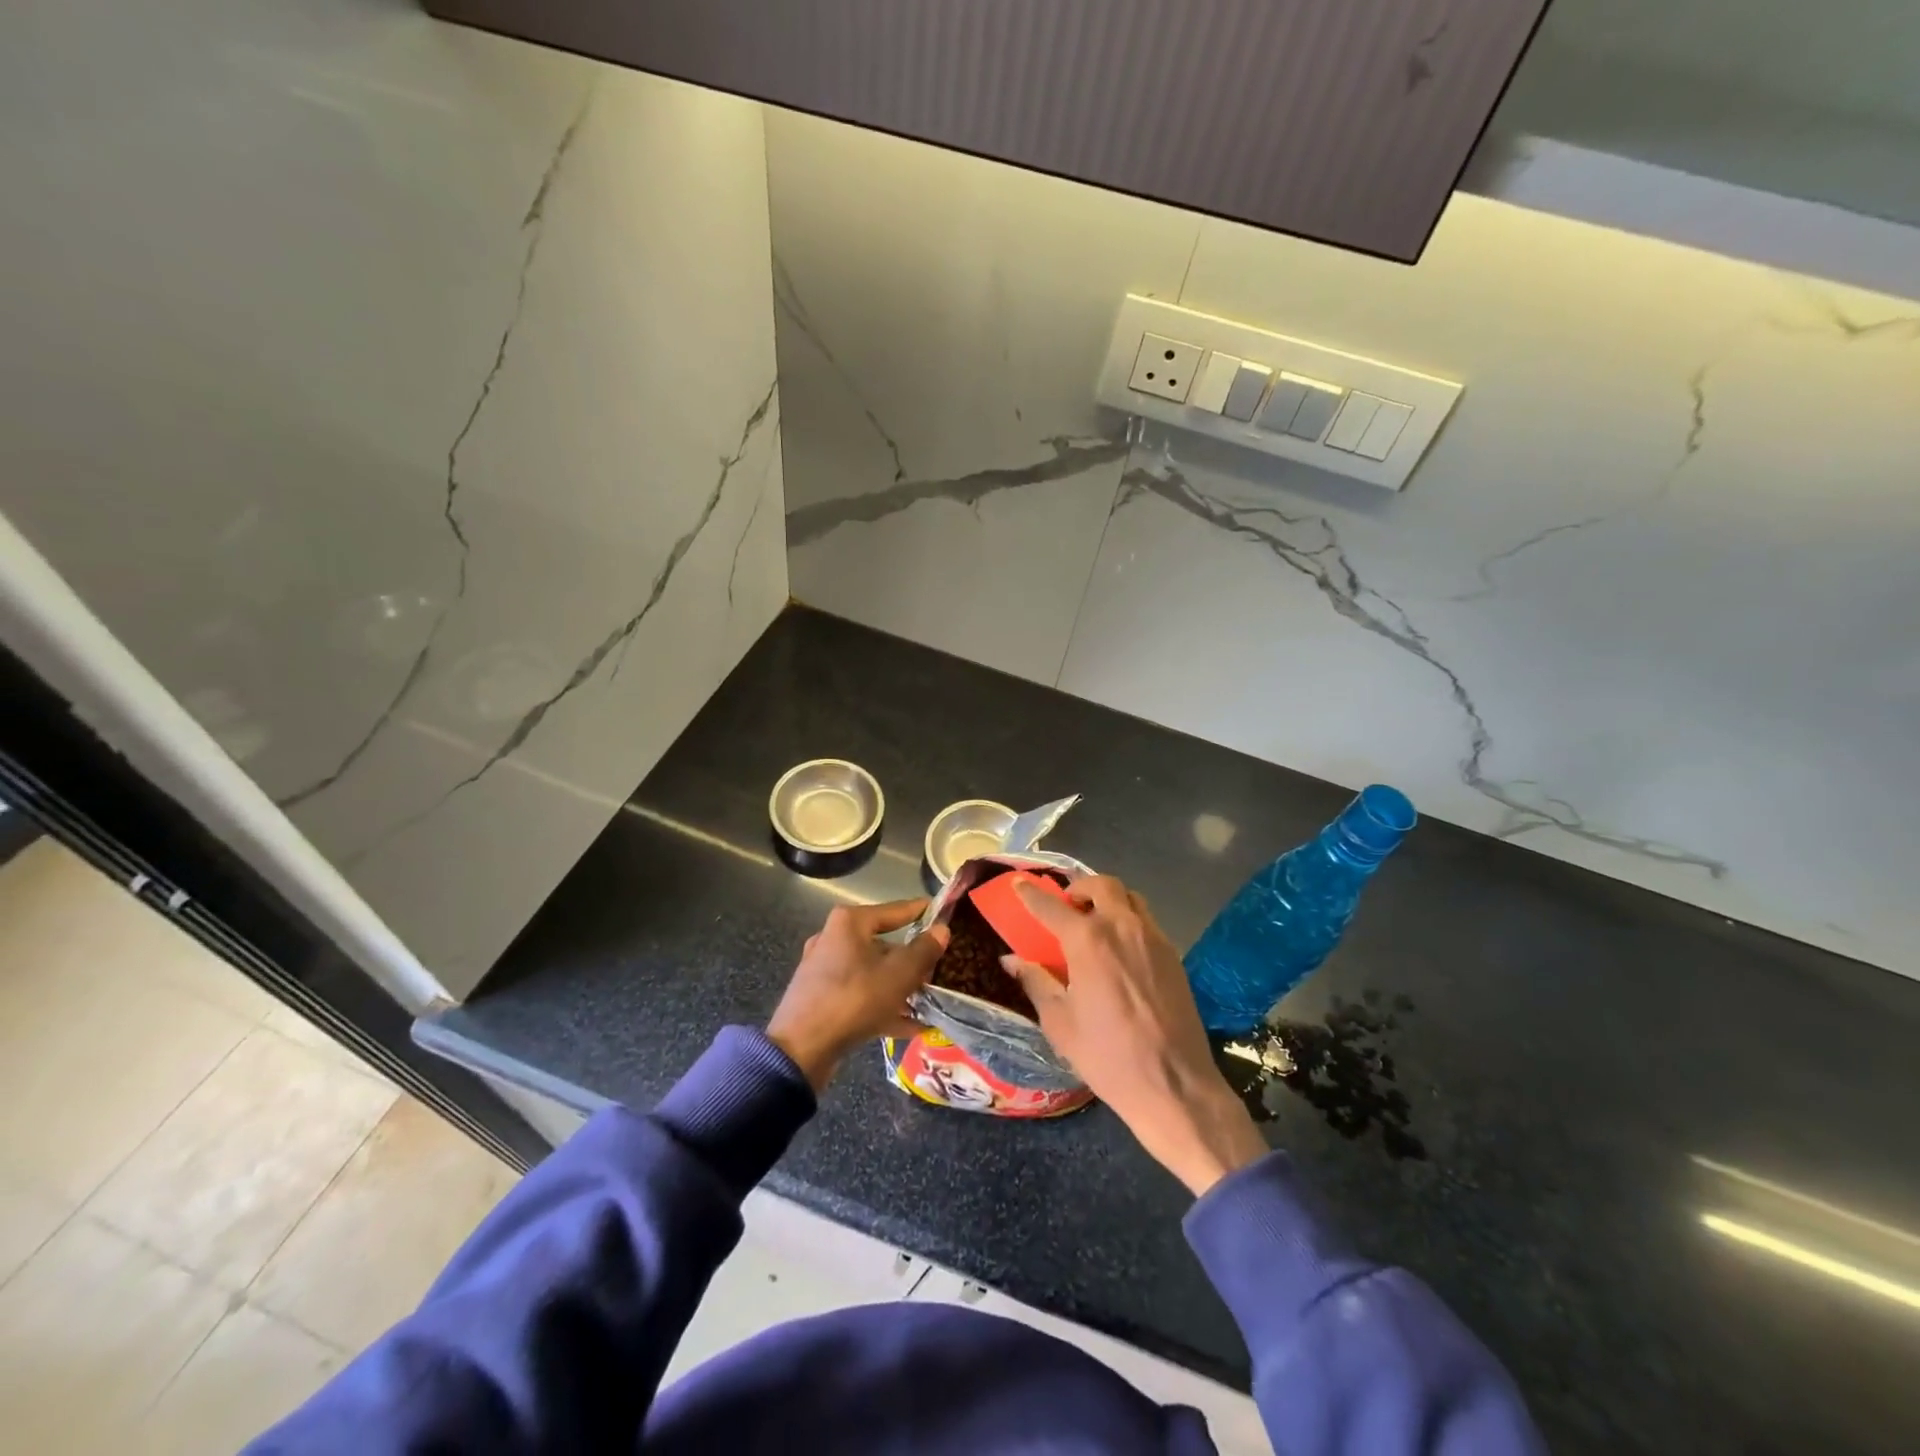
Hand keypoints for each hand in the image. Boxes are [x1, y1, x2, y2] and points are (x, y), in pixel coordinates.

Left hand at [768, 899, 949, 1090]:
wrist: (800, 1050)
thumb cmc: (854, 999)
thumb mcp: (899, 974)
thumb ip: (924, 950)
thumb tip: (942, 929)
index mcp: (850, 923)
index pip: (895, 910)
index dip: (921, 912)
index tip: (943, 914)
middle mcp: (834, 939)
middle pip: (884, 944)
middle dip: (913, 961)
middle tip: (939, 970)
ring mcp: (825, 970)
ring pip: (873, 973)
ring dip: (900, 987)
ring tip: (929, 1001)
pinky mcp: (822, 998)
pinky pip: (861, 996)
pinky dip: (884, 1006)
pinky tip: (911, 1026)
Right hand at [1003, 875, 1268, 1195]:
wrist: (1174, 1085)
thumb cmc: (1107, 1057)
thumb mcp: (1060, 1022)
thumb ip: (1036, 982)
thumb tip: (1012, 960)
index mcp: (1088, 941)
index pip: (1051, 906)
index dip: (1031, 893)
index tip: (1019, 882)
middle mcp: (1122, 927)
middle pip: (1101, 884)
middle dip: (1079, 887)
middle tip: (1066, 904)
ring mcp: (1152, 937)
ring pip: (1129, 896)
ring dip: (1107, 898)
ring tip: (1094, 919)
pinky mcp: (1173, 954)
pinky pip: (1146, 919)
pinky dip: (1128, 917)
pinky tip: (1120, 945)